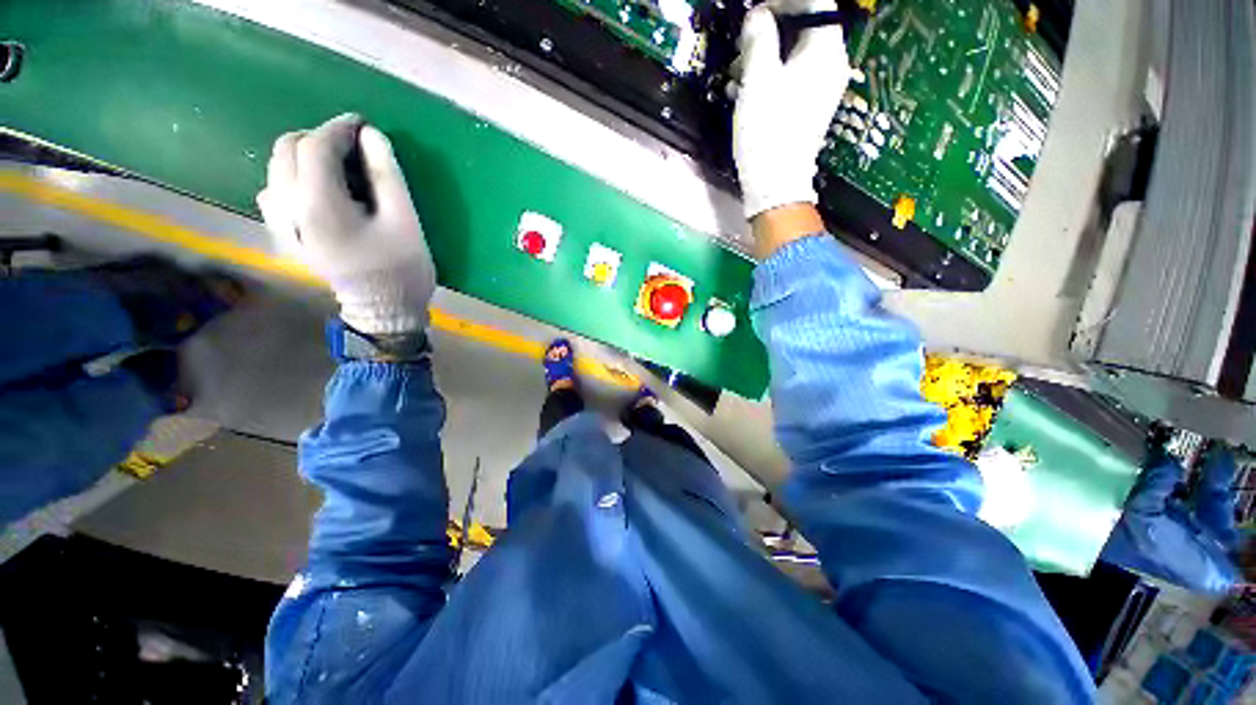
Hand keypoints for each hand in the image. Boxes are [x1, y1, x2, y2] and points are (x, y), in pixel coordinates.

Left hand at [257, 114, 435, 334]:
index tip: (361, 124)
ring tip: (337, 169)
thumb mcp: (406, 221)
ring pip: (275, 170)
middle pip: (286, 151)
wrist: (384, 311)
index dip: (337, 128)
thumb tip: (371, 135)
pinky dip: (292, 180)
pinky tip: (316, 192)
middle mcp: (288, 210)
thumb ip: (387, 175)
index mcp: (319, 206)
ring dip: (303, 158)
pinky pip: (272, 193)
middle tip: (351, 148)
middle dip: (318, 139)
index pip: (315, 147)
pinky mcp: (282, 236)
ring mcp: (280, 225)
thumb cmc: (402, 269)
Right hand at [729, 0, 851, 218]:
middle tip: (740, 49)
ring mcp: (820, 90)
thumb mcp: (758, 78)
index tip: (753, 14)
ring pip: (791, 56)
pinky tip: (745, 94)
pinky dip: (767, 80)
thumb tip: (758, 16)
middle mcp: (830, 65)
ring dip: (762, 59)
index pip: (813, 2)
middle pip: (801, 28)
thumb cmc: (768, 131)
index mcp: (825, 50)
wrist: (775, 185)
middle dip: (767, 33)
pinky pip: (789, 80)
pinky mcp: (806, 110)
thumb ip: (759, 37)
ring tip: (736, 78)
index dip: (781, 1)